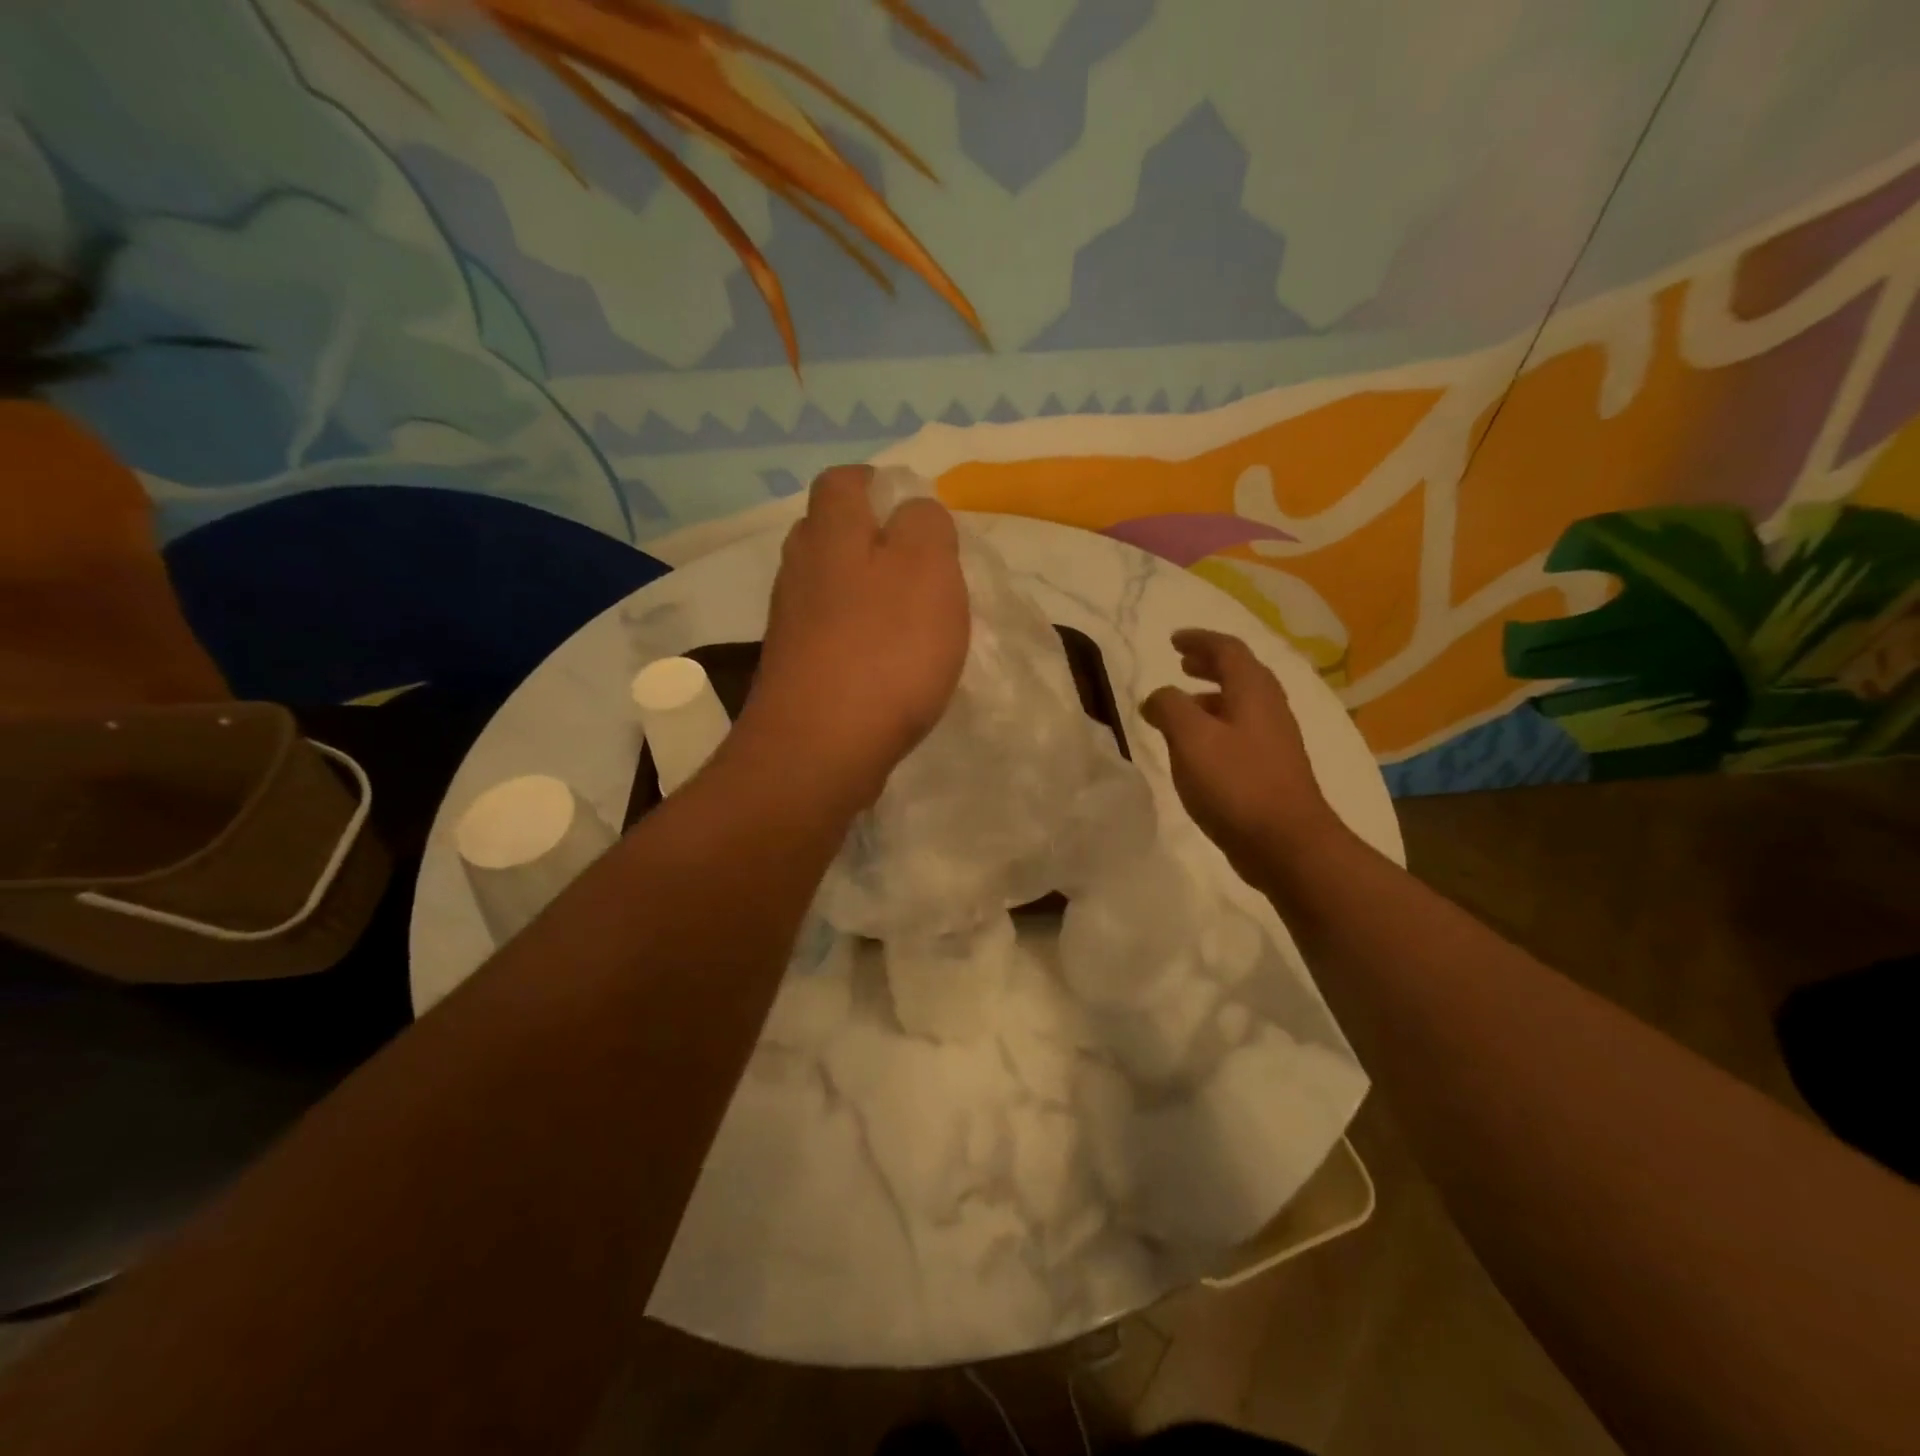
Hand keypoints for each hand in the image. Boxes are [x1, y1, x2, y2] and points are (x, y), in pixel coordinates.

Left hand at [743, 465, 969, 805]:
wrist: (820, 749)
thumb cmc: (884, 651)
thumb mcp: (927, 568)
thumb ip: (925, 525)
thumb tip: (913, 511)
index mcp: (831, 533)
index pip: (844, 481)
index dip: (880, 486)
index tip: (917, 516)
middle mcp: (800, 569)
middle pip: (831, 534)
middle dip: (873, 541)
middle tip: (921, 570)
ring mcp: (791, 622)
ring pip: (830, 586)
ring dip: (866, 593)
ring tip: (911, 622)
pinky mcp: (794, 669)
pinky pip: (829, 634)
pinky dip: (857, 637)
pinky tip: (886, 665)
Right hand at [1142, 629, 1343, 879]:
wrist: (1286, 843)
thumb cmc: (1236, 784)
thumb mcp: (1191, 739)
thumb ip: (1170, 708)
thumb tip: (1157, 697)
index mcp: (1253, 692)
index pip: (1228, 649)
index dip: (1199, 640)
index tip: (1173, 640)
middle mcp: (1269, 708)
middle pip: (1240, 673)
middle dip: (1209, 664)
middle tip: (1182, 664)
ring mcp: (1275, 740)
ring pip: (1241, 704)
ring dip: (1211, 697)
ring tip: (1182, 706)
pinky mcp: (1271, 769)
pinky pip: (1241, 732)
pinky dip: (1216, 725)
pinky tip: (1198, 749)